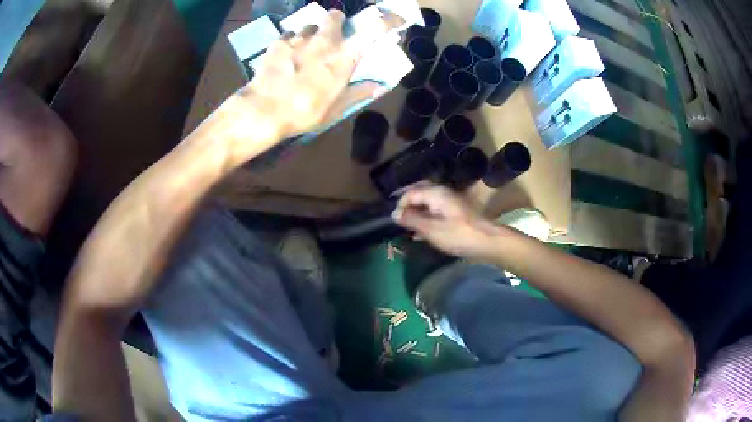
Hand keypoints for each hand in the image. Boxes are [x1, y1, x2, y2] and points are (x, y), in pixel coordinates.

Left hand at [223, 10, 399, 161]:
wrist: (264, 111)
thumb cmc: (305, 111)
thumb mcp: (336, 107)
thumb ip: (359, 92)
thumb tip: (381, 86)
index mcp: (344, 56)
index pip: (373, 29)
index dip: (388, 21)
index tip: (396, 19)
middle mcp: (324, 40)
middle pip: (335, 15)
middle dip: (337, 22)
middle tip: (333, 37)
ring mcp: (299, 38)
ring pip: (310, 25)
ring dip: (312, 34)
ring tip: (305, 51)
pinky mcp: (278, 42)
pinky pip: (289, 35)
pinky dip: (291, 42)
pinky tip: (286, 57)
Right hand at [392, 183, 501, 258]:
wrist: (488, 242)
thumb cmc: (459, 235)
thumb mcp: (431, 229)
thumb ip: (412, 220)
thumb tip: (394, 214)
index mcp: (436, 193)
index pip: (410, 192)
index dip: (400, 205)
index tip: (395, 221)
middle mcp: (442, 193)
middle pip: (419, 194)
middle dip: (407, 206)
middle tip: (399, 221)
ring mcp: (450, 203)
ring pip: (427, 204)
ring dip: (416, 214)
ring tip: (407, 228)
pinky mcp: (455, 214)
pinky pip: (435, 212)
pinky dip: (426, 220)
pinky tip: (421, 233)